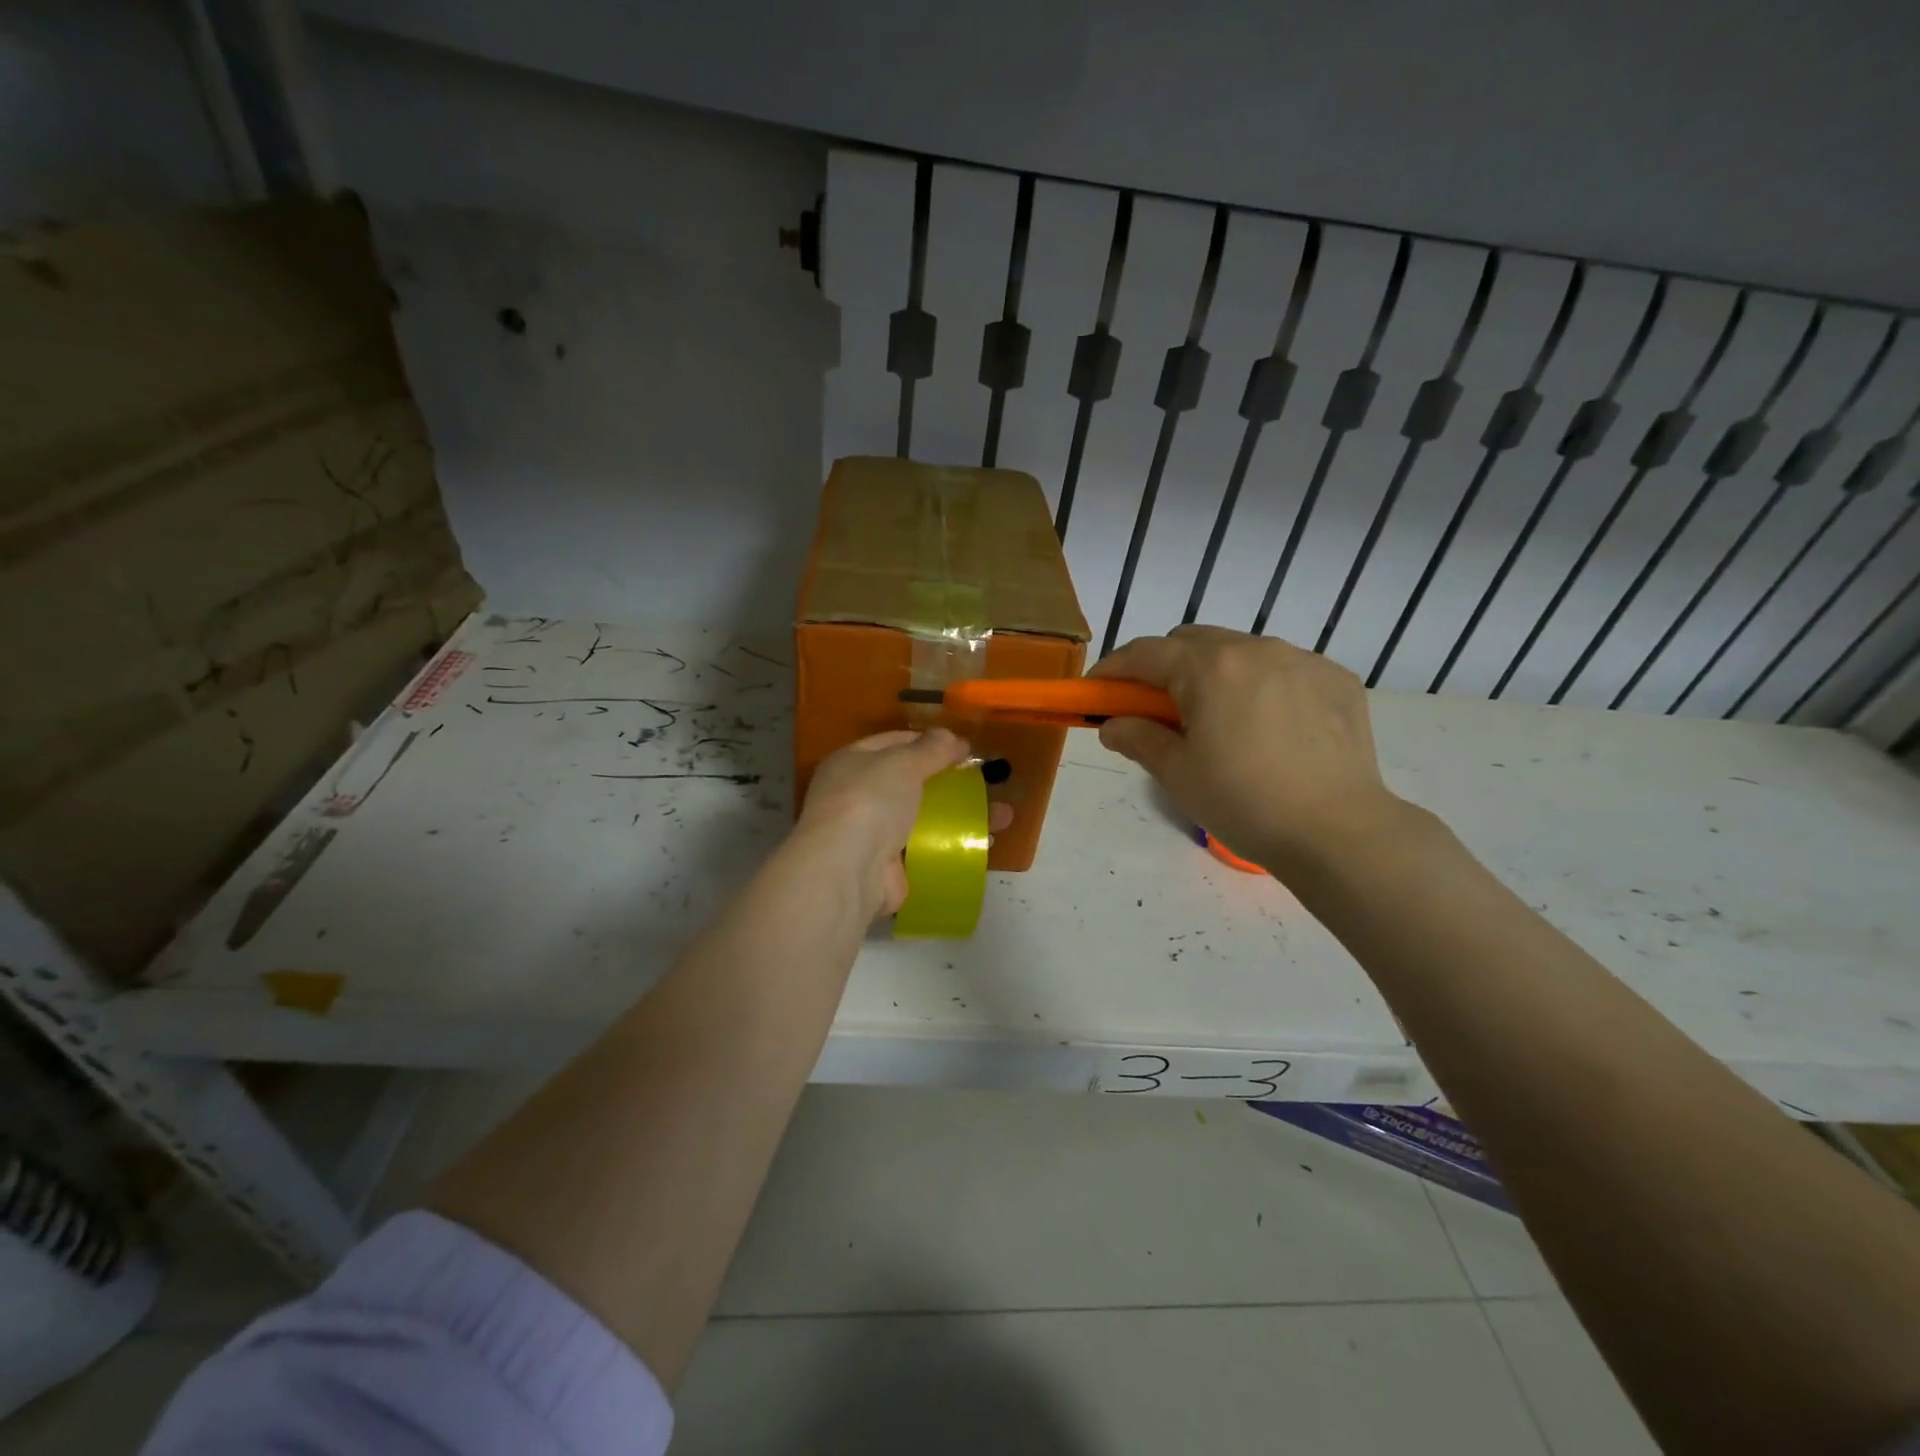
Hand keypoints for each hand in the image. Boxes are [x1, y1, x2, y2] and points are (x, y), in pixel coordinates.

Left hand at [796, 729, 1011, 918]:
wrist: (848, 869)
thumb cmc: (870, 801)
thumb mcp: (902, 762)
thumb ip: (930, 748)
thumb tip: (952, 737)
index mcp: (851, 762)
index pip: (893, 743)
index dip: (929, 742)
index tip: (965, 747)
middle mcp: (857, 795)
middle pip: (910, 782)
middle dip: (950, 781)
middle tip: (987, 781)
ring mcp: (871, 834)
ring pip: (923, 818)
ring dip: (960, 816)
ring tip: (1002, 816)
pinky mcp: (887, 867)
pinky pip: (926, 850)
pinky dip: (952, 846)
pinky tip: (984, 844)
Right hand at [1091, 626, 1411, 877]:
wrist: (1338, 832)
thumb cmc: (1244, 803)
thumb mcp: (1177, 774)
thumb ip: (1138, 738)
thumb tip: (1113, 725)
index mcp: (1210, 668)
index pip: (1145, 653)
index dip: (1113, 669)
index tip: (1096, 691)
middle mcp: (1255, 648)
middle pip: (1191, 642)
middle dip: (1164, 667)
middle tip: (1157, 709)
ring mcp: (1301, 659)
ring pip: (1239, 651)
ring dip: (1215, 673)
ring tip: (1219, 721)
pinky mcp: (1336, 679)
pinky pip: (1283, 668)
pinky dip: (1261, 685)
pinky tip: (1268, 727)